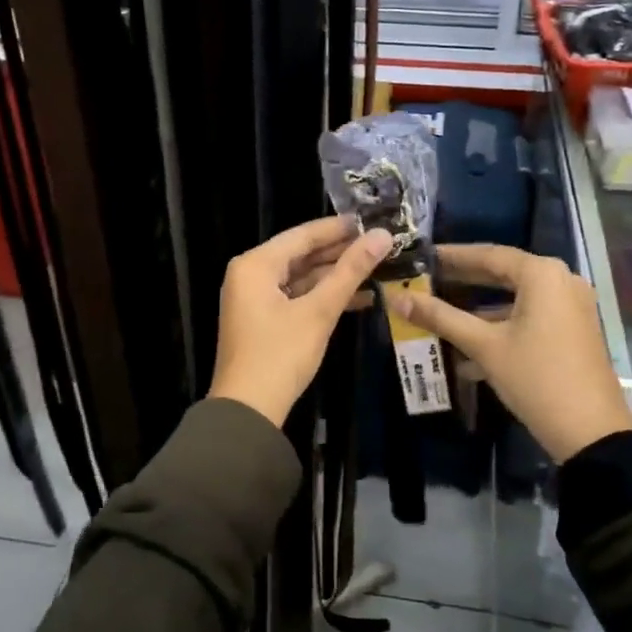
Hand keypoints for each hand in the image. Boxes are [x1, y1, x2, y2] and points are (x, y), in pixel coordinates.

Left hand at [209, 217, 393, 428]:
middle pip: (301, 254)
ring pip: (301, 277)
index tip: (372, 220)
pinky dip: (323, 297)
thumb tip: (383, 236)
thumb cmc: (280, 354)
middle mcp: (250, 275)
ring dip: (335, 277)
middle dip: (340, 252)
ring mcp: (255, 299)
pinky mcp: (263, 320)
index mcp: (255, 265)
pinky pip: (296, 297)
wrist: (248, 410)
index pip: (302, 235)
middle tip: (379, 244)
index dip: (338, 228)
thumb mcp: (319, 311)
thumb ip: (350, 272)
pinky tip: (359, 299)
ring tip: (377, 269)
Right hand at [388, 244, 631, 462]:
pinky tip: (467, 345)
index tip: (422, 257)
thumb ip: (441, 318)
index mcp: (542, 274)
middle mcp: (561, 280)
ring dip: (478, 307)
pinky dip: (500, 324)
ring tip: (439, 312)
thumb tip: (398, 298)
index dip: (452, 256)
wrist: (592, 432)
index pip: (488, 254)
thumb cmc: (536, 378)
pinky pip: (529, 316)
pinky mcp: (572, 330)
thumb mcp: (484, 346)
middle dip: (463, 280)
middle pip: (502, 273)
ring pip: (514, 298)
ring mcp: (570, 306)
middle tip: (426, 280)